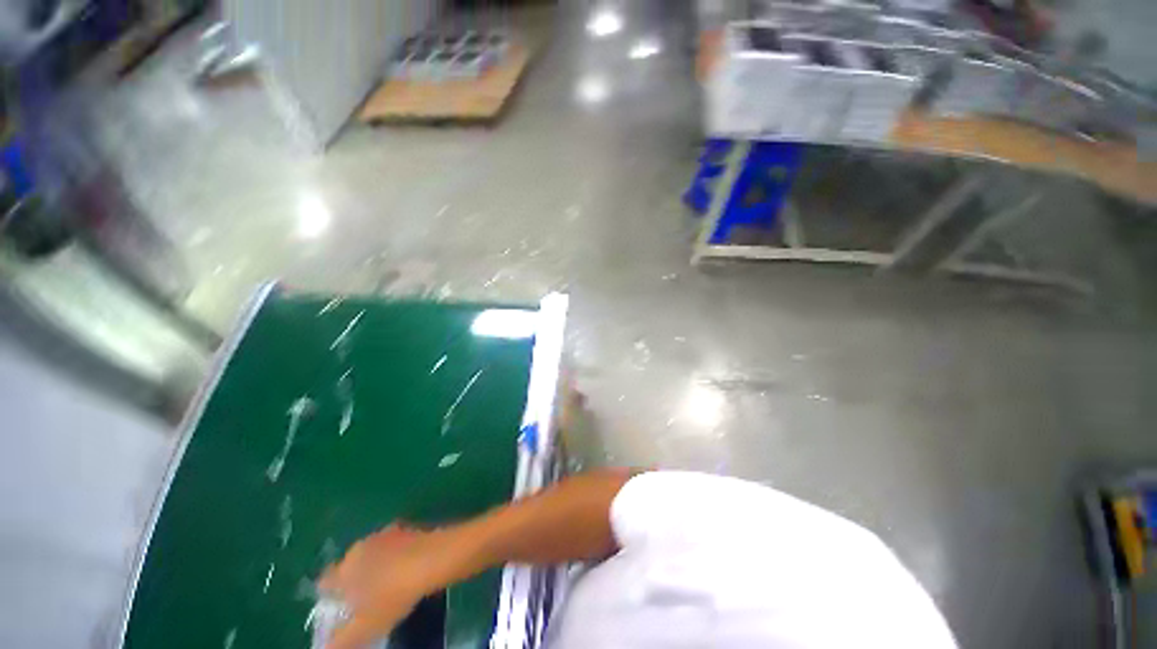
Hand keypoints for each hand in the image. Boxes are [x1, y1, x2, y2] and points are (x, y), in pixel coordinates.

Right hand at [319, 524, 448, 648]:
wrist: (435, 559)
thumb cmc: (394, 594)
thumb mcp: (365, 627)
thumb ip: (340, 641)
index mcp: (344, 568)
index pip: (325, 582)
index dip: (329, 597)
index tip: (338, 611)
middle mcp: (360, 546)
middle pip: (349, 565)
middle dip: (353, 581)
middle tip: (364, 602)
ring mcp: (385, 534)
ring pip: (372, 553)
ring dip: (375, 567)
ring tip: (386, 587)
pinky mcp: (408, 528)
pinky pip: (394, 546)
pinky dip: (396, 557)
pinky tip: (407, 570)